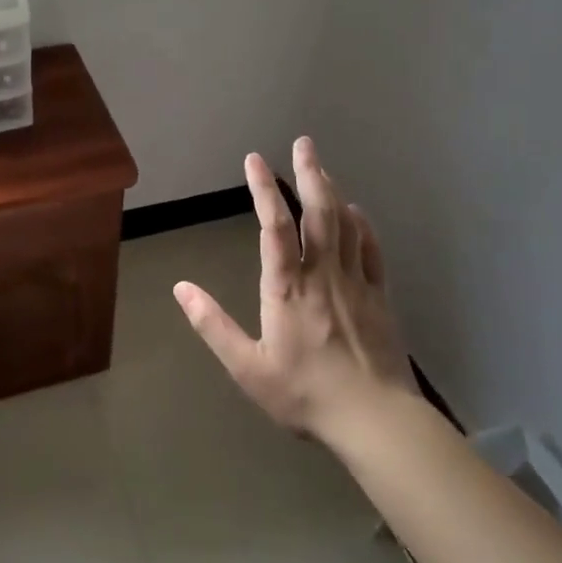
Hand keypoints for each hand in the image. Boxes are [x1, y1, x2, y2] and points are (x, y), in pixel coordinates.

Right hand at [173, 137, 412, 442]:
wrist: (375, 420)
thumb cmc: (305, 394)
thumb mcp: (247, 367)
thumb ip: (213, 325)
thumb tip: (181, 288)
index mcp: (287, 287)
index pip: (274, 226)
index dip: (263, 188)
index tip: (255, 159)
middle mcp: (323, 274)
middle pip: (319, 211)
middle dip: (310, 173)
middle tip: (303, 142)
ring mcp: (356, 282)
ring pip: (345, 224)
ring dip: (332, 190)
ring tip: (321, 168)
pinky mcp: (380, 297)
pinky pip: (371, 249)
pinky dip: (362, 225)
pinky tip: (356, 213)